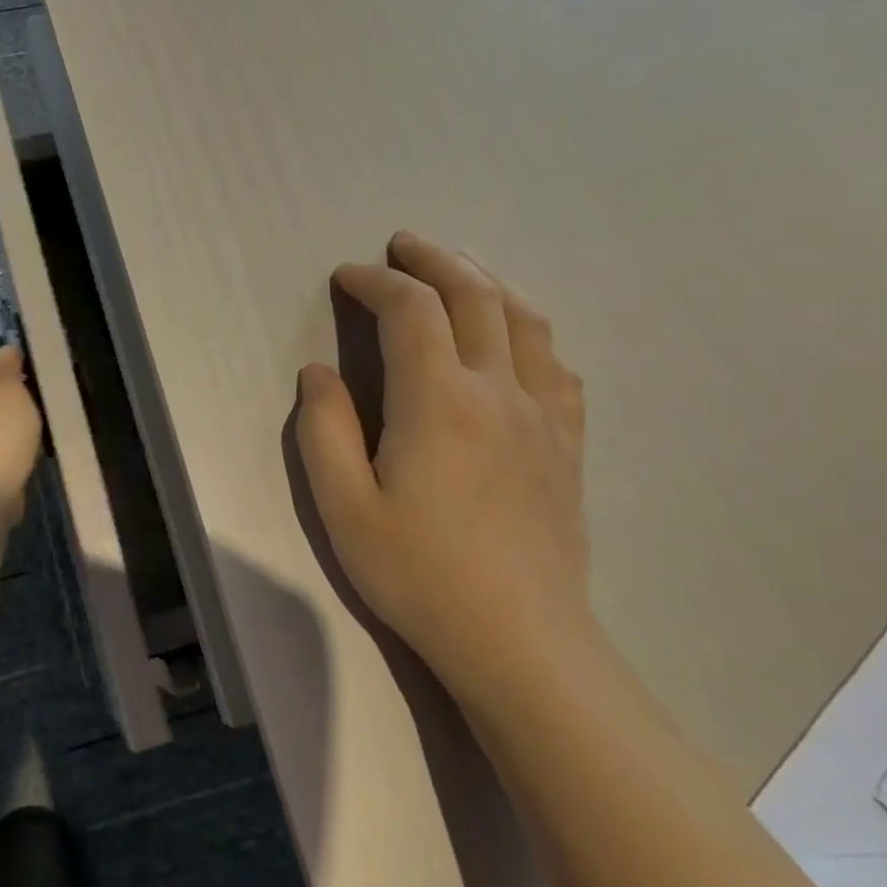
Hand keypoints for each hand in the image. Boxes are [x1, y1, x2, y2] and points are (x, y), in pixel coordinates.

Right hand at [295, 234, 601, 706]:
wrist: (520, 640)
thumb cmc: (419, 574)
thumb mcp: (343, 507)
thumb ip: (324, 430)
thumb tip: (319, 372)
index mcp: (438, 401)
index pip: (410, 311)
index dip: (375, 282)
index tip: (346, 277)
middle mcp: (498, 390)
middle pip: (474, 295)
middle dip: (433, 260)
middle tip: (402, 245)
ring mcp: (544, 415)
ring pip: (524, 319)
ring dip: (485, 282)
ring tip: (456, 273)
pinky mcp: (568, 443)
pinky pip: (557, 363)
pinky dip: (528, 330)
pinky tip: (514, 338)